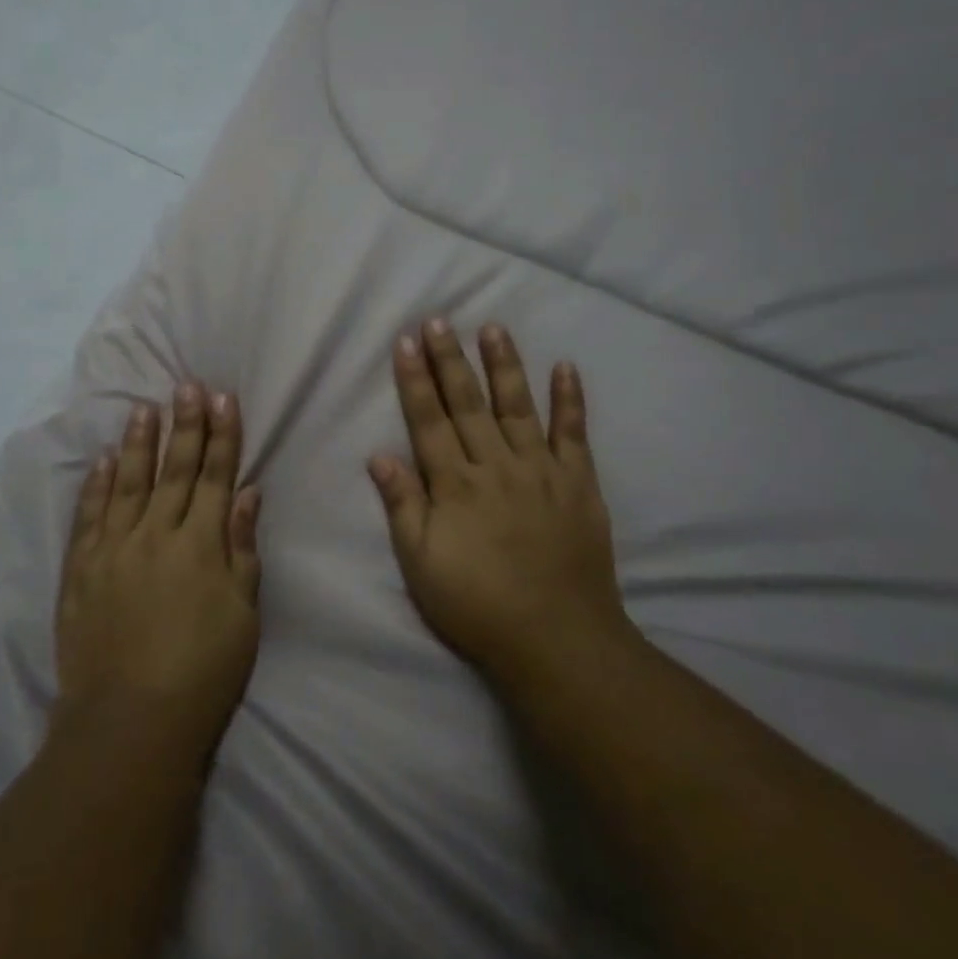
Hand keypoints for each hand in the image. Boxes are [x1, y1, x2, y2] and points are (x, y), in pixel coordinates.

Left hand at [55, 384, 262, 754]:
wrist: (130, 723)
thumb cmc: (203, 672)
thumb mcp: (243, 613)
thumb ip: (242, 548)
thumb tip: (247, 493)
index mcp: (200, 544)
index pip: (215, 475)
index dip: (222, 435)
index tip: (223, 398)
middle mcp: (156, 535)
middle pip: (174, 470)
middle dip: (185, 424)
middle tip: (187, 385)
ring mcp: (113, 550)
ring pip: (127, 482)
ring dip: (137, 443)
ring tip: (143, 407)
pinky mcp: (81, 572)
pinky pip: (88, 517)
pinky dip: (95, 485)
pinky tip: (101, 460)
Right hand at [369, 320, 630, 686]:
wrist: (557, 639)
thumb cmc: (478, 605)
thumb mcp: (422, 565)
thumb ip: (403, 506)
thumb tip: (379, 455)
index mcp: (455, 486)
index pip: (429, 421)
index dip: (415, 380)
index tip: (405, 342)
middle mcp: (496, 466)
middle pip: (468, 404)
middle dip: (450, 359)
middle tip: (439, 320)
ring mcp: (541, 470)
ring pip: (518, 406)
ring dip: (504, 365)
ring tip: (493, 327)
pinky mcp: (578, 483)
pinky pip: (574, 433)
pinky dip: (571, 400)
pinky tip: (566, 367)